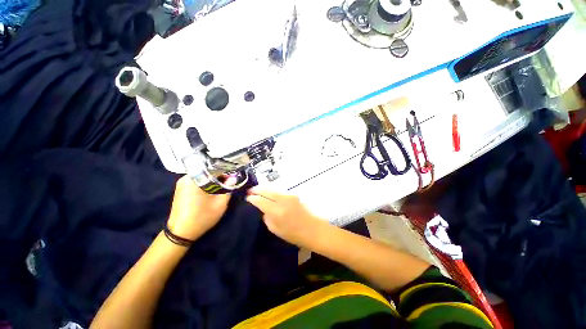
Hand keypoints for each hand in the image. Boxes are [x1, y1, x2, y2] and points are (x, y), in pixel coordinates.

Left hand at [167, 175, 234, 240]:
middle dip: (219, 174)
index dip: (225, 169)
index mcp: (194, 179)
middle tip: (230, 179)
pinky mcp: (181, 189)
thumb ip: (228, 188)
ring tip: (224, 183)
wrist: (181, 233)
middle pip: (207, 170)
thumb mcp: (220, 203)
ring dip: (213, 178)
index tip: (234, 173)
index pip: (213, 167)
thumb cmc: (202, 217)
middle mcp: (186, 178)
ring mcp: (182, 183)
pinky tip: (213, 188)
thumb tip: (234, 178)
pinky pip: (197, 180)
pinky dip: (206, 182)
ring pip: (202, 175)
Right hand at [246, 188, 327, 247]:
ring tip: (257, 190)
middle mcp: (283, 200)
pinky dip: (272, 191)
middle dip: (257, 190)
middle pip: (267, 191)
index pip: (261, 201)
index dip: (252, 198)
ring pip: (273, 189)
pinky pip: (279, 191)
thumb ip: (267, 217)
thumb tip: (262, 209)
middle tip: (249, 191)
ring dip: (264, 189)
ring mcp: (289, 196)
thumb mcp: (276, 230)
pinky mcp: (293, 195)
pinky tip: (269, 193)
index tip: (247, 198)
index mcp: (277, 211)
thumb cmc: (294, 234)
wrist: (313, 229)